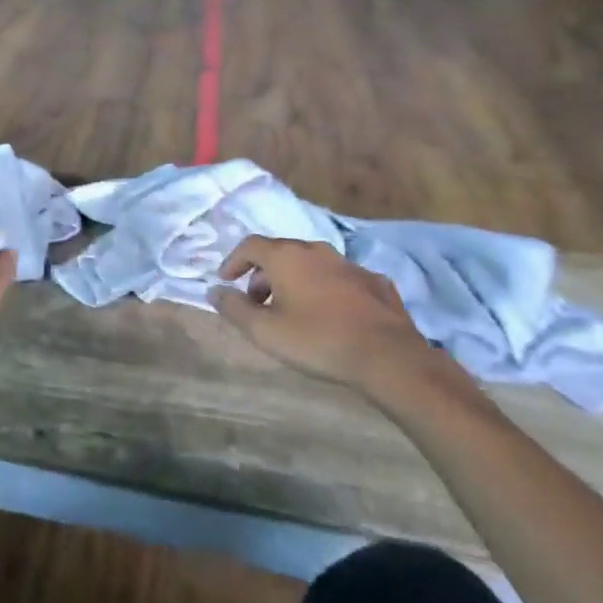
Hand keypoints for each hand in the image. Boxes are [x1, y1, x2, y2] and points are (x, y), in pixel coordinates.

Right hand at [208, 237, 467, 407]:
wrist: (388, 357)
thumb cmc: (317, 341)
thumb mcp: (265, 331)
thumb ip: (234, 309)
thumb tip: (214, 291)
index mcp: (287, 256)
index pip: (250, 245)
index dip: (234, 261)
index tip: (226, 280)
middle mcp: (317, 251)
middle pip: (281, 252)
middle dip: (263, 273)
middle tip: (257, 300)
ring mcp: (349, 264)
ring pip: (312, 264)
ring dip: (295, 280)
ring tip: (292, 309)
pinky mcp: (376, 283)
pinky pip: (341, 279)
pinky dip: (327, 290)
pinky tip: (331, 313)